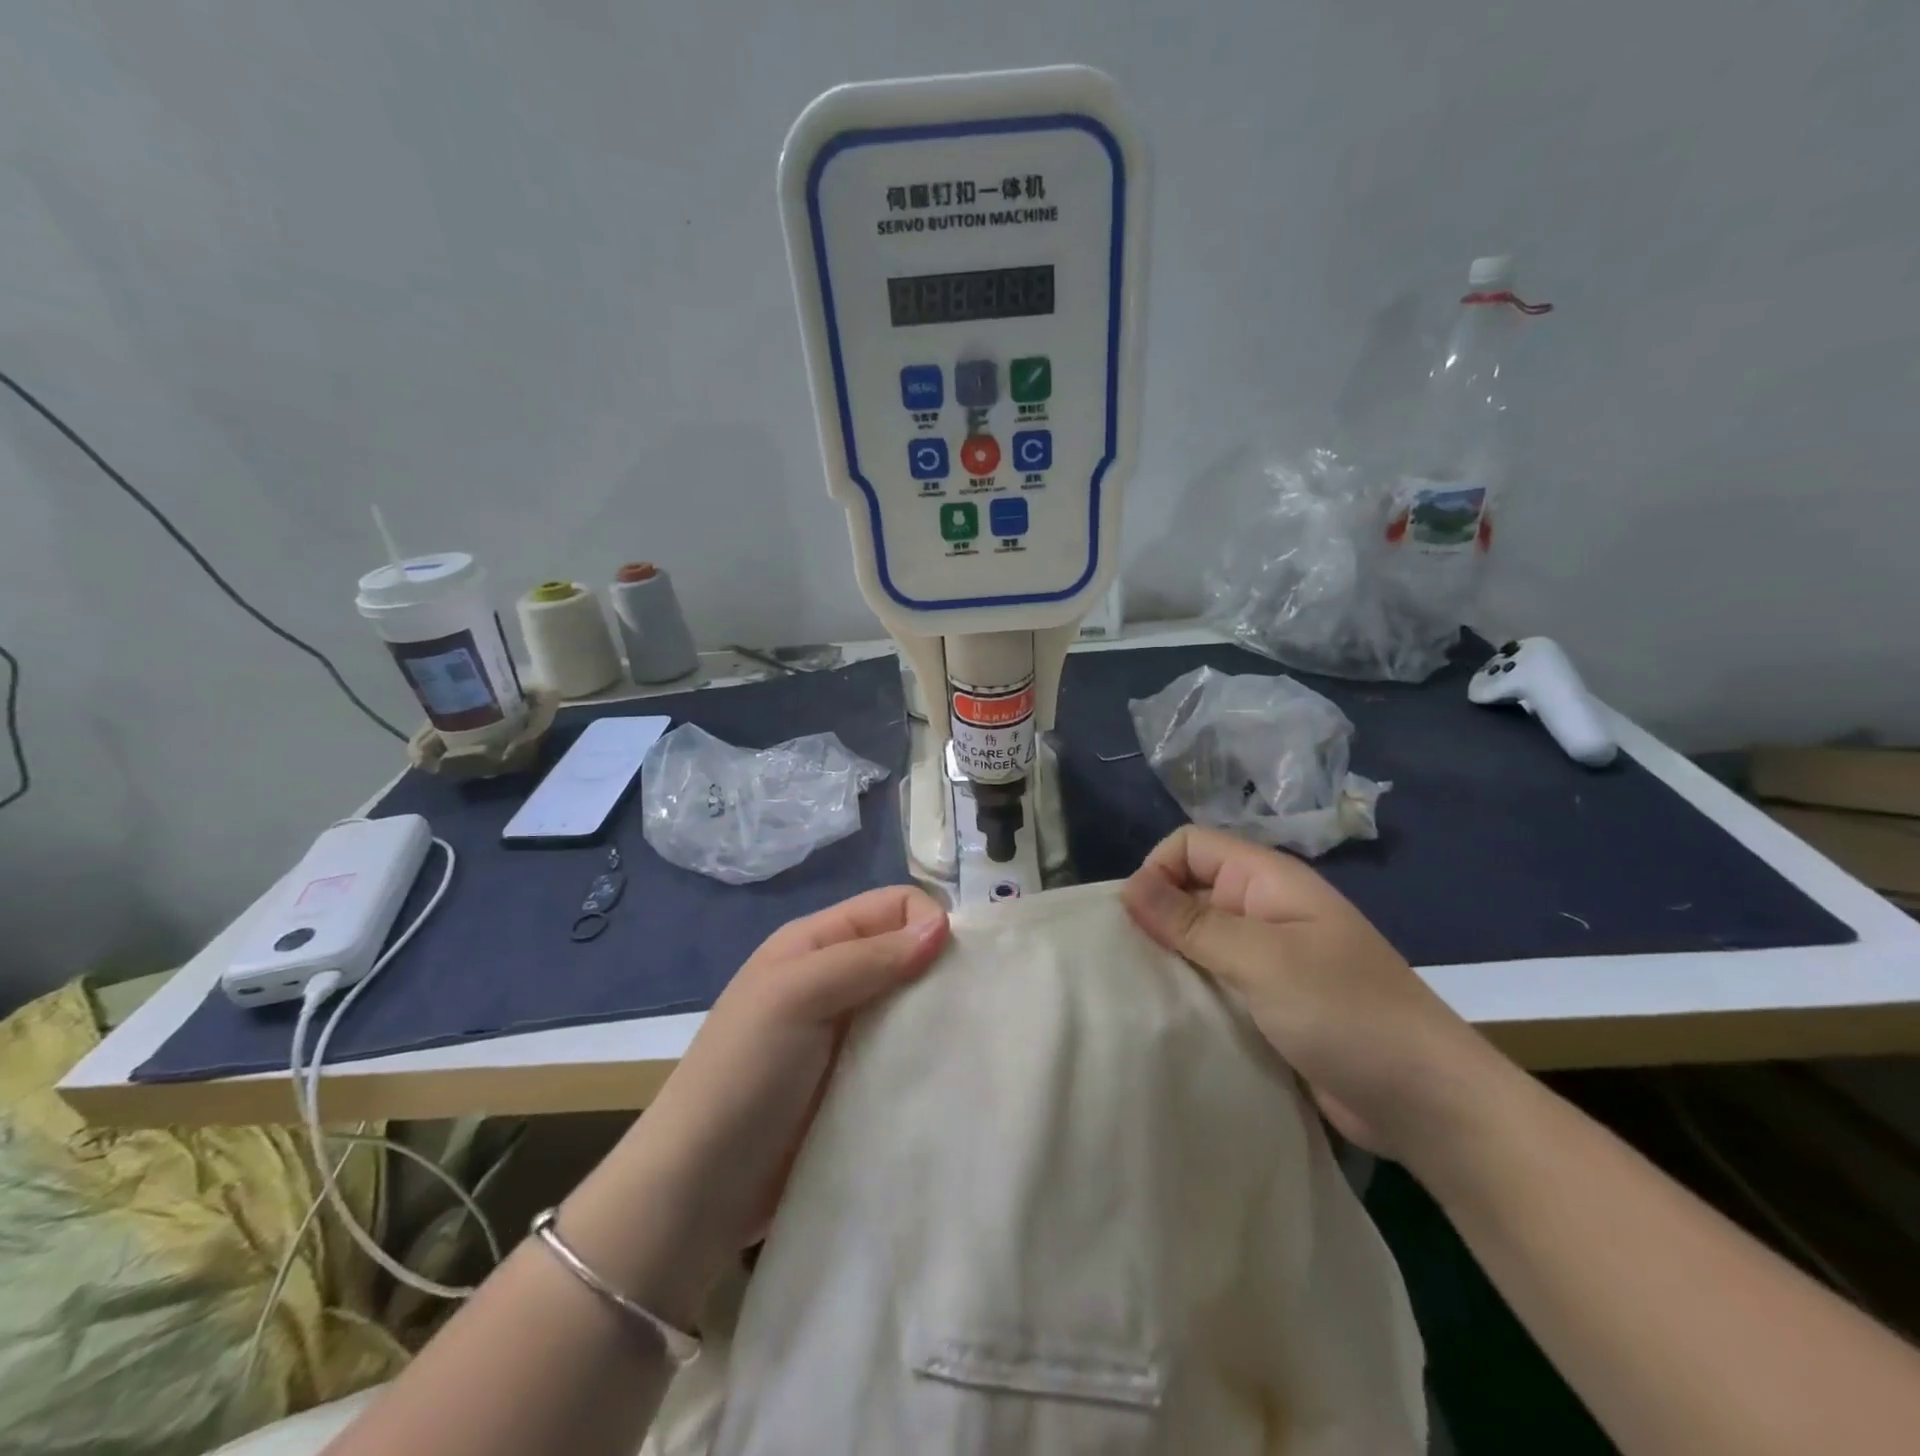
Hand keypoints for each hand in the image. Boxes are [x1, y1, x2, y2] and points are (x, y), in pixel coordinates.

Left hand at [555, 886, 948, 1328]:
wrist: (698, 1190)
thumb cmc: (742, 1075)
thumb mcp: (796, 997)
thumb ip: (867, 958)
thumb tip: (943, 926)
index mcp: (817, 942)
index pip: (894, 906)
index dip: (929, 922)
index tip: (955, 968)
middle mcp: (836, 979)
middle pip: (908, 952)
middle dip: (941, 971)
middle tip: (972, 1010)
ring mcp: (847, 1034)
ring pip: (912, 1004)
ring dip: (937, 1018)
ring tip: (967, 1046)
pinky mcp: (858, 1083)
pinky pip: (906, 1054)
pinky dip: (927, 1057)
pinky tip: (947, 1076)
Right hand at [1121, 826, 1496, 1161]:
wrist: (1428, 1104)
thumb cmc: (1347, 1014)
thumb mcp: (1263, 960)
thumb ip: (1192, 922)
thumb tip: (1128, 886)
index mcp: (1267, 881)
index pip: (1191, 846)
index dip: (1157, 871)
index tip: (1138, 922)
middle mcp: (1263, 910)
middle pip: (1190, 891)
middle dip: (1156, 919)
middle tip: (1130, 965)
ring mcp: (1268, 959)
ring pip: (1199, 941)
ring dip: (1171, 961)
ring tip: (1142, 995)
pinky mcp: (1268, 1003)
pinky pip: (1215, 981)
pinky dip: (1191, 993)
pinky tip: (1171, 1019)